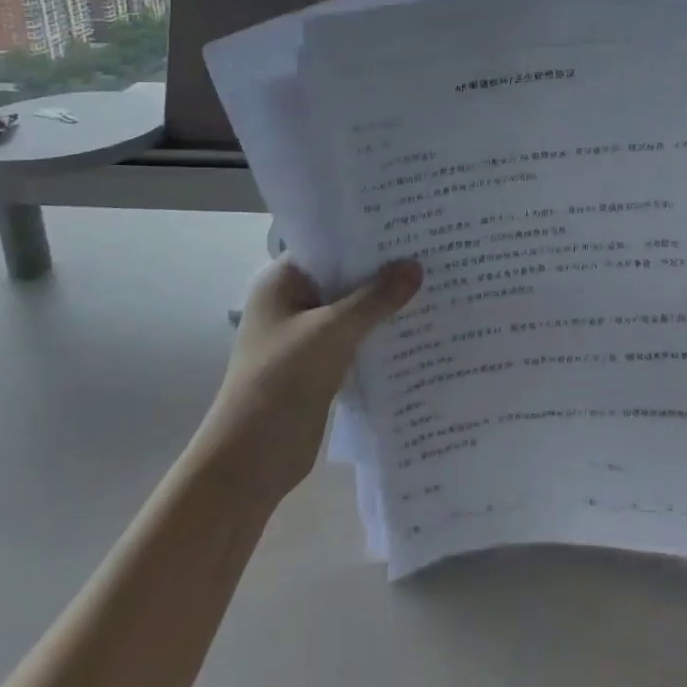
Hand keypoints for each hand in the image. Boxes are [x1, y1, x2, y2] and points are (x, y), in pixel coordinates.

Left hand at [204, 258, 421, 503]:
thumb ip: (375, 299)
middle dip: (382, 270)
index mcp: (281, 282)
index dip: (365, 236)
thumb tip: (416, 267)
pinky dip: (380, 335)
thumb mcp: (333, 332)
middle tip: (430, 253)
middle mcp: (292, 303)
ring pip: (352, 310)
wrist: (253, 459)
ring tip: (433, 284)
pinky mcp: (320, 367)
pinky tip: (417, 328)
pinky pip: (356, 340)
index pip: (328, 244)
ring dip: (384, 305)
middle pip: (343, 277)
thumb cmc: (283, 380)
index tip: (408, 227)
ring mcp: (306, 337)